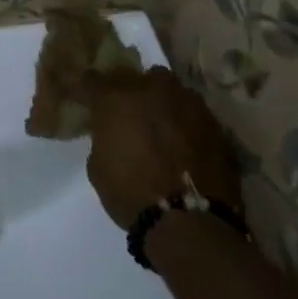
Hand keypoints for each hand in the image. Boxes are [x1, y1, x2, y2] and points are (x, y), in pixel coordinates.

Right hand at [85, 65, 242, 229]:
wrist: (189, 222)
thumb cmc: (131, 194)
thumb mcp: (98, 166)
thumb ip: (103, 138)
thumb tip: (111, 133)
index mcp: (116, 99)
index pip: (92, 80)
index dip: (86, 89)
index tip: (83, 97)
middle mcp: (152, 91)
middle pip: (135, 76)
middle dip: (129, 89)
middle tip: (126, 110)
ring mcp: (187, 104)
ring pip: (170, 88)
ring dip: (161, 100)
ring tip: (160, 122)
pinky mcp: (214, 124)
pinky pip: (193, 113)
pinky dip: (185, 122)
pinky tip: (184, 142)